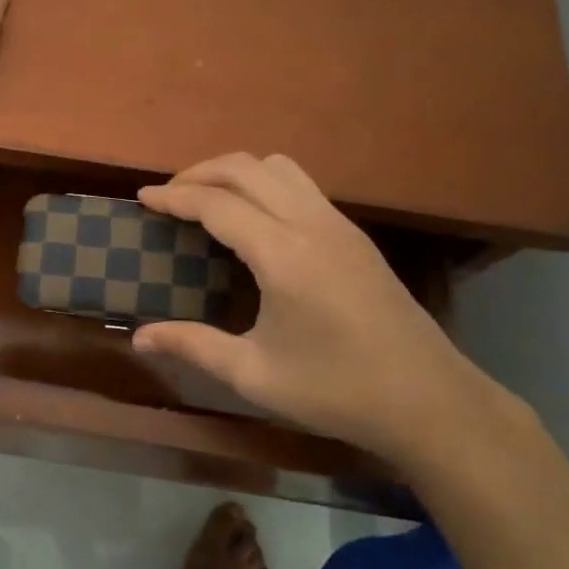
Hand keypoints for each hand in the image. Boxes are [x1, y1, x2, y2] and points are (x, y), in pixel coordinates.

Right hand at [132, 153, 515, 466]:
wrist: (429, 400)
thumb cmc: (336, 390)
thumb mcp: (255, 374)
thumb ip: (193, 345)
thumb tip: (139, 336)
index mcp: (283, 254)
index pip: (217, 204)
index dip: (174, 197)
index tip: (142, 198)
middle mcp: (311, 224)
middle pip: (246, 168)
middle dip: (200, 172)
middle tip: (168, 195)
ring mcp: (339, 224)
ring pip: (278, 167)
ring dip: (236, 172)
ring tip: (208, 199)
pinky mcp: (354, 234)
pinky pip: (300, 185)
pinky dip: (264, 184)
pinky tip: (253, 219)